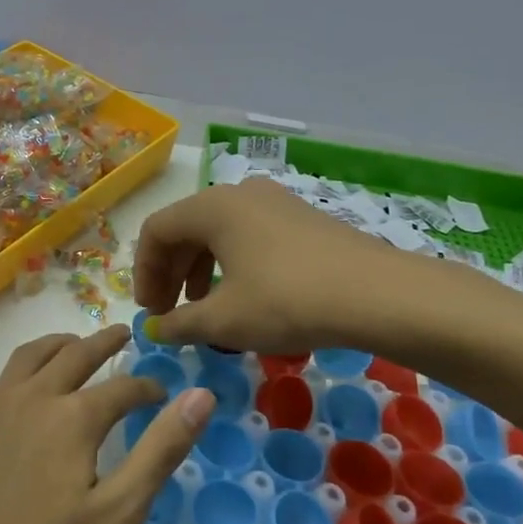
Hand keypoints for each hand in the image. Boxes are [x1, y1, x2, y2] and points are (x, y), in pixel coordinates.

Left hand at [0, 326, 214, 523]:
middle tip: (123, 332)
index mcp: (73, 416)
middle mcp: (33, 396)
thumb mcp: (116, 512)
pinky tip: (27, 390)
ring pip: (32, 355)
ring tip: (76, 344)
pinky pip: (4, 377)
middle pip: (75, 354)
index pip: (123, 387)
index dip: (148, 389)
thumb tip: (201, 397)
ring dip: (60, 344)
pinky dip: (26, 368)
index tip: (163, 395)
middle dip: (104, 342)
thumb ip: (160, 450)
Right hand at [135, 179, 464, 355]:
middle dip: (171, 274)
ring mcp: (275, 202)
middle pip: (186, 229)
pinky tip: (245, 299)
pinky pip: (250, 236)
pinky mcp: (302, 219)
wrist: (378, 295)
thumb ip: (180, 324)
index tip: (151, 312)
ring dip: (200, 271)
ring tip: (205, 311)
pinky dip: (233, 265)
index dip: (144, 273)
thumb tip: (156, 330)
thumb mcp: (224, 320)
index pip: (156, 231)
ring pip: (219, 233)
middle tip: (172, 315)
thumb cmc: (286, 301)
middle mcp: (239, 193)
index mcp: (211, 207)